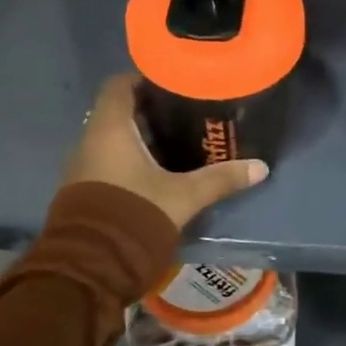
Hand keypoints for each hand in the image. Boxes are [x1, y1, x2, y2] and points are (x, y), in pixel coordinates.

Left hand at [62, 74, 267, 229]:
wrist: (90, 268)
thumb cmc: (134, 215)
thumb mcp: (184, 197)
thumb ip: (220, 179)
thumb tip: (261, 167)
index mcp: (110, 130)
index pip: (119, 85)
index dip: (144, 77)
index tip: (173, 80)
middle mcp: (90, 141)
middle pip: (118, 110)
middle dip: (150, 109)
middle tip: (186, 110)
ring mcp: (83, 167)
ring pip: (113, 137)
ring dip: (141, 136)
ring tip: (178, 137)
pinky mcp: (85, 190)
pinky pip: (109, 160)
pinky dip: (131, 157)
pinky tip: (159, 169)